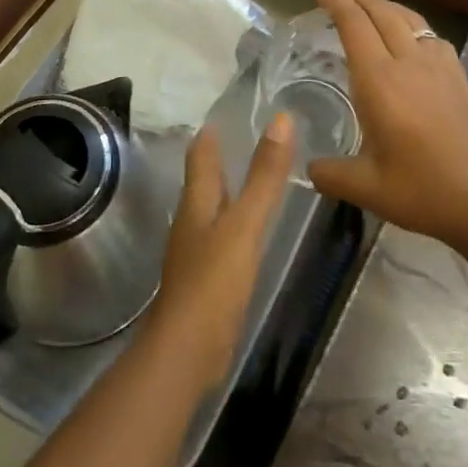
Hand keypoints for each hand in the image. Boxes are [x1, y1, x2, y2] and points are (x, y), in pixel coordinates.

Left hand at [145, 113, 293, 393]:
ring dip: (223, 194)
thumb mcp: (245, 223)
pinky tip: (244, 235)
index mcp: (196, 203)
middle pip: (201, 184)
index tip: (219, 116)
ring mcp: (195, 254)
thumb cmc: (214, 280)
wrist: (187, 350)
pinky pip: (218, 241)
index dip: (208, 136)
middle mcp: (191, 222)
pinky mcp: (204, 282)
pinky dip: (230, 227)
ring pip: (209, 212)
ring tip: (244, 181)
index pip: (200, 158)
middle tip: (236, 141)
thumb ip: (265, 176)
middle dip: (215, 162)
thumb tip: (280, 119)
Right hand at [308, 0, 467, 254]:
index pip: (354, 25)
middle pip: (382, 12)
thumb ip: (329, 174)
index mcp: (380, 82)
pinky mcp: (461, 78)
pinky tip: (411, 39)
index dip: (336, 2)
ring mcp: (441, 68)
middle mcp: (410, 63)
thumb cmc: (423, 192)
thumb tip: (309, 168)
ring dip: (384, 5)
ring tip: (369, 6)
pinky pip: (431, 36)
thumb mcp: (365, 188)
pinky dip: (411, 25)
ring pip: (410, 18)